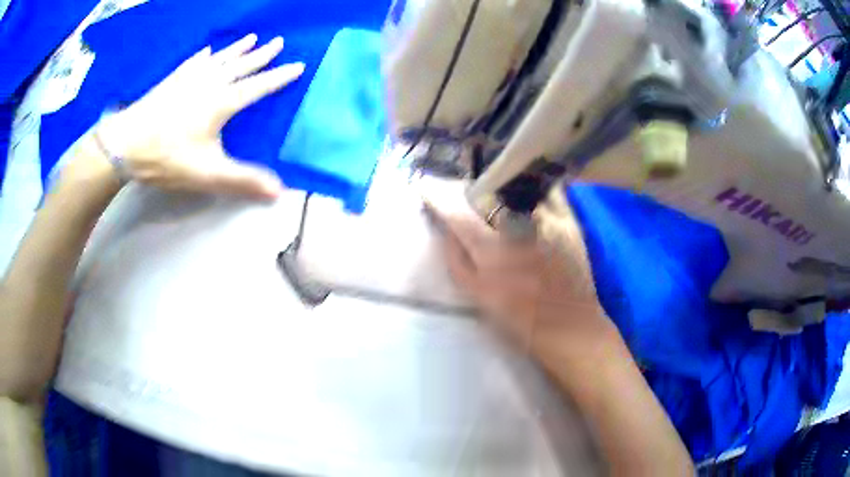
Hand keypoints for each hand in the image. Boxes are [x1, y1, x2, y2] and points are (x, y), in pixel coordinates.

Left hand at [98, 34, 304, 198]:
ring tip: (251, 38)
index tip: (299, 65)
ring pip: (220, 59)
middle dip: (262, 54)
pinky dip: (205, 55)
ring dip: (237, 48)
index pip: (258, 86)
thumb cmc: (166, 158)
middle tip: (278, 42)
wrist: (124, 145)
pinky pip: (194, 62)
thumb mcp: (206, 174)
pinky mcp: (172, 81)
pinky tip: (207, 51)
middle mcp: (209, 83)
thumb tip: (280, 192)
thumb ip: (242, 181)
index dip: (279, 77)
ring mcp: (189, 79)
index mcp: (221, 102)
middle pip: (241, 65)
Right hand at [424, 183, 620, 364]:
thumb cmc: (520, 318)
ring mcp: (548, 221)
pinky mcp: (570, 220)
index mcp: (493, 254)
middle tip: (465, 193)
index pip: (458, 213)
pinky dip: (534, 186)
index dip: (438, 196)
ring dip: (501, 183)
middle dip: (470, 188)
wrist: (570, 327)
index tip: (427, 186)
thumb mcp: (478, 296)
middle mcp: (519, 229)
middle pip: (487, 191)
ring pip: (517, 184)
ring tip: (496, 190)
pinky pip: (548, 190)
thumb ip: (456, 260)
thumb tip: (445, 228)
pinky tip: (528, 192)